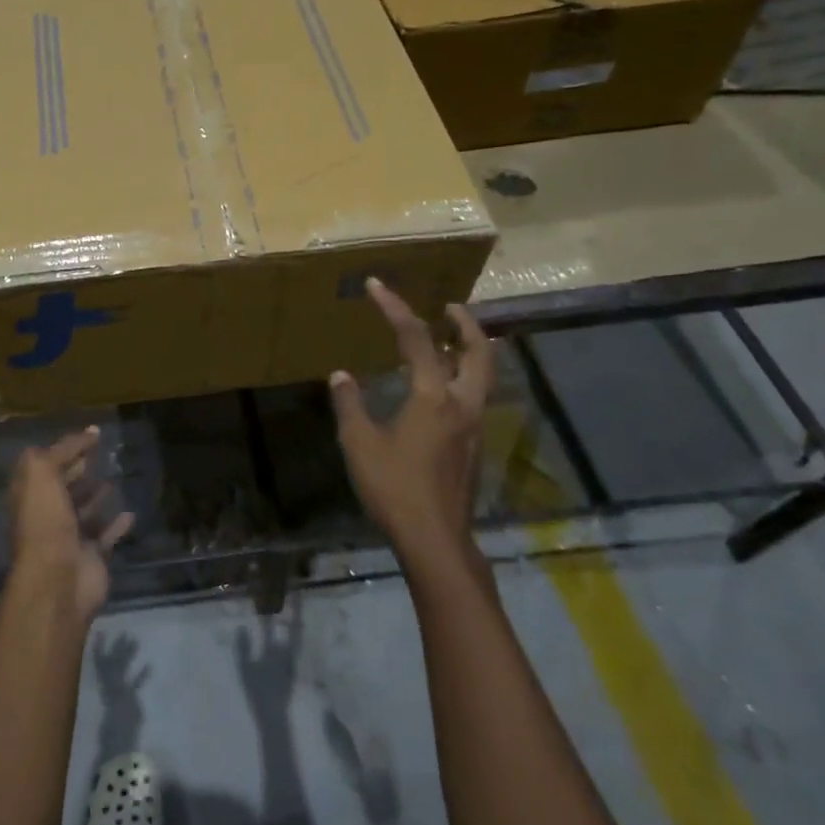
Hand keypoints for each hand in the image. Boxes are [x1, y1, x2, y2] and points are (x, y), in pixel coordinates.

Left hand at [7, 427, 133, 619]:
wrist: (58, 579)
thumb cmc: (45, 521)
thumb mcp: (42, 473)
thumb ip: (62, 450)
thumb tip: (88, 433)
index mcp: (30, 495)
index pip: (45, 465)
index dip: (65, 448)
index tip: (92, 435)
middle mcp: (46, 515)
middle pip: (63, 487)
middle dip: (78, 471)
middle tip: (102, 454)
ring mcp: (69, 537)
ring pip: (84, 511)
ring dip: (96, 496)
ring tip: (114, 479)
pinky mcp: (91, 556)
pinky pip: (106, 535)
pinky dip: (117, 524)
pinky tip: (130, 512)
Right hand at [329, 279, 492, 574]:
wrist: (434, 538)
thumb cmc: (394, 488)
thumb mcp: (359, 444)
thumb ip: (350, 405)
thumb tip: (341, 375)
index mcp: (433, 396)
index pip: (415, 339)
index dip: (395, 308)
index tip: (377, 286)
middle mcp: (462, 403)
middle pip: (478, 351)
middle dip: (465, 323)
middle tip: (449, 307)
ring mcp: (473, 426)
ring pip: (484, 375)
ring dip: (471, 349)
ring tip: (452, 339)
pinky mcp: (473, 446)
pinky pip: (477, 396)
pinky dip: (466, 377)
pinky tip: (445, 388)